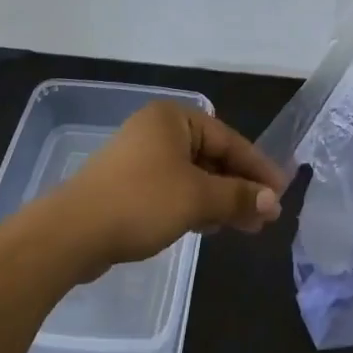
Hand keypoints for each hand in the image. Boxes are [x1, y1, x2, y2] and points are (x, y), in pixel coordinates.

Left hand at [48, 101, 285, 276]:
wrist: (71, 233)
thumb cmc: (141, 202)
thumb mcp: (198, 198)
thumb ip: (238, 197)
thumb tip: (273, 202)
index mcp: (173, 118)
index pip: (230, 140)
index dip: (258, 168)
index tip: (281, 193)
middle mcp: (157, 130)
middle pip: (213, 157)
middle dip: (240, 187)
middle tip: (266, 216)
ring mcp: (140, 157)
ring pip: (194, 176)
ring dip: (221, 200)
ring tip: (246, 227)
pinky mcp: (128, 185)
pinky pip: (174, 189)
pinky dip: (195, 205)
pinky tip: (212, 226)